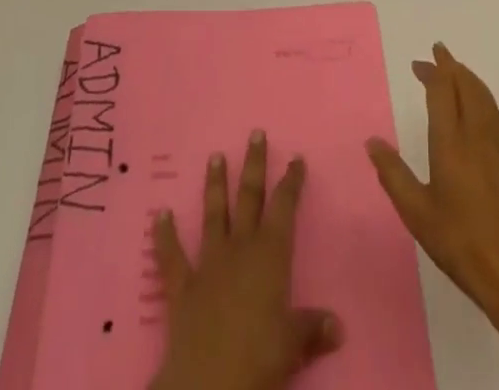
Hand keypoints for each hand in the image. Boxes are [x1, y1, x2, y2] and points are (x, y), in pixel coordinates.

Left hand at [149, 131, 342, 389]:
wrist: (207, 385)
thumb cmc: (258, 359)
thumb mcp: (293, 345)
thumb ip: (313, 329)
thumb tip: (338, 326)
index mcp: (271, 255)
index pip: (284, 207)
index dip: (291, 182)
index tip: (296, 158)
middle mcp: (241, 248)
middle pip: (249, 197)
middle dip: (254, 165)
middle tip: (255, 133)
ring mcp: (209, 264)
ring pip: (214, 215)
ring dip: (215, 185)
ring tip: (215, 156)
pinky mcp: (182, 287)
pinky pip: (172, 257)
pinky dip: (164, 235)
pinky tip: (159, 214)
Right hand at [365, 43, 498, 359]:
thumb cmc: (461, 242)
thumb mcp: (417, 213)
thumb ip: (393, 174)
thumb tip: (372, 142)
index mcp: (451, 141)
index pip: (442, 90)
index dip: (431, 71)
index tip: (419, 62)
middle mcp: (477, 132)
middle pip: (466, 84)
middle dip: (450, 65)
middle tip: (436, 54)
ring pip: (483, 94)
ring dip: (467, 77)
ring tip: (455, 72)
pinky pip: (495, 110)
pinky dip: (482, 95)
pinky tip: (478, 106)